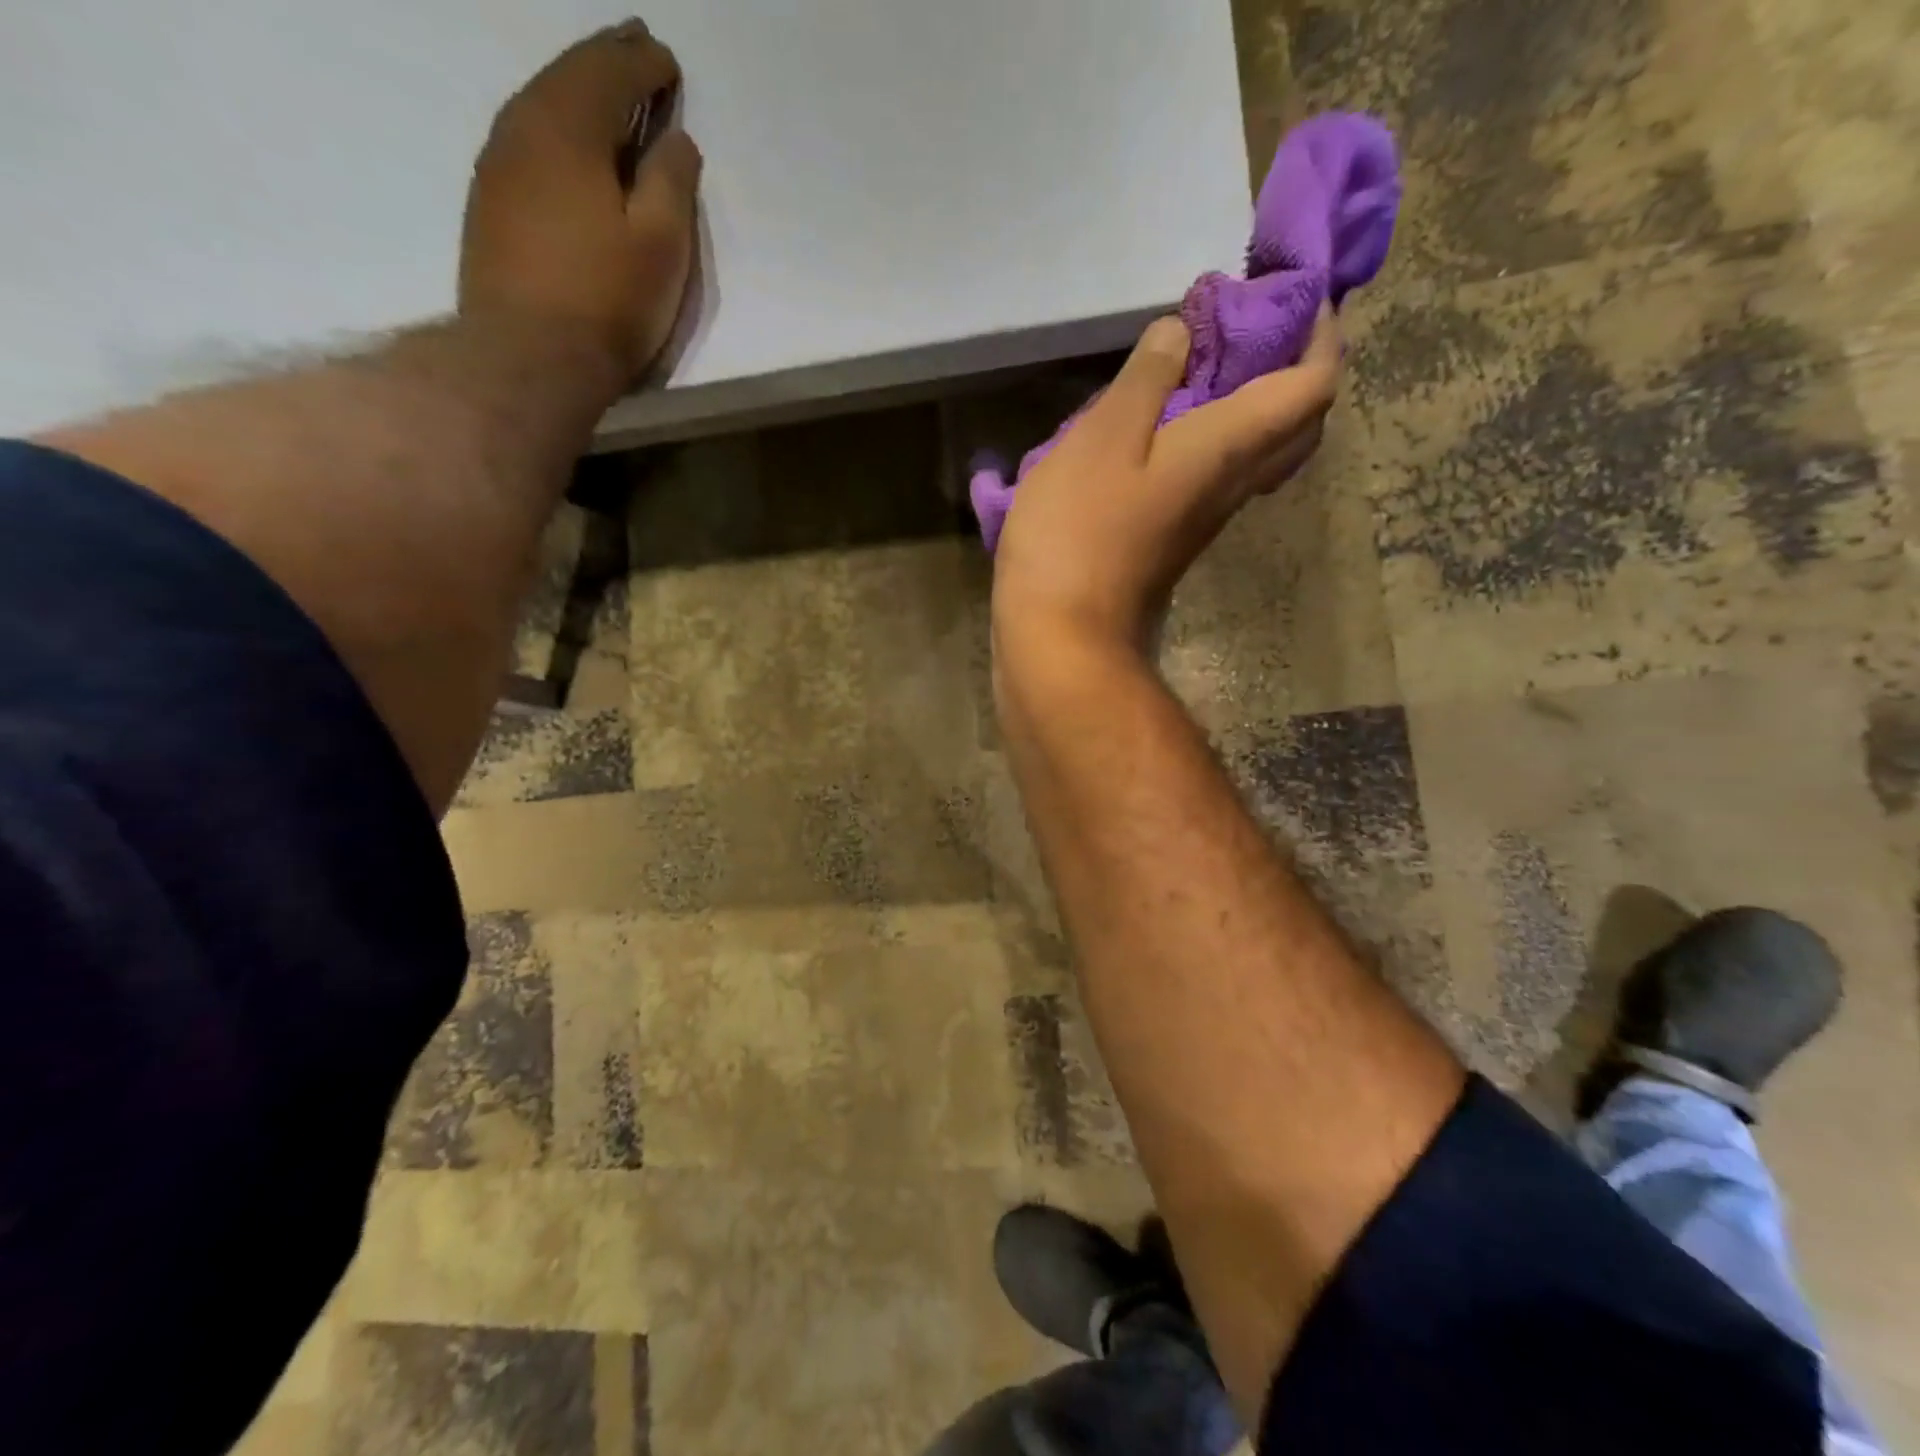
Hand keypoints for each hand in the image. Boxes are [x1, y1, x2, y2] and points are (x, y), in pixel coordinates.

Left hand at [460, 20, 702, 386]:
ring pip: (541, 107)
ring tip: (605, 93)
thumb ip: (672, 182)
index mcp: (568, 125)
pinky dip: (555, 130)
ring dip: (577, 93)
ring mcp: (497, 166)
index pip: (609, 71)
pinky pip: (527, 143)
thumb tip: (675, 140)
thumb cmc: (608, 300)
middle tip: (635, 47)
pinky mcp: (490, 206)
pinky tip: (570, 147)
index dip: (643, 64)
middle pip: (567, 76)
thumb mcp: (661, 243)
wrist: (529, 356)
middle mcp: (522, 127)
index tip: (668, 62)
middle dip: (606, 61)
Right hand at [993, 308, 1340, 643]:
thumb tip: (1183, 333)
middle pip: (1294, 422)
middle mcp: (1231, 485)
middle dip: (1292, 365)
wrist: (1062, 637)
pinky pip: (1211, 474)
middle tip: (1250, 325)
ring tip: (1202, 360)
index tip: (1294, 294)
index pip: (1312, 385)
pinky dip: (1205, 436)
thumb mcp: (1103, 437)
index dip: (1320, 334)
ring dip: (1247, 399)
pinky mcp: (1170, 540)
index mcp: (1229, 448)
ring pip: (1254, 451)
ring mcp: (1201, 519)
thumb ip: (1146, 379)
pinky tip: (1158, 423)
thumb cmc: (1080, 533)